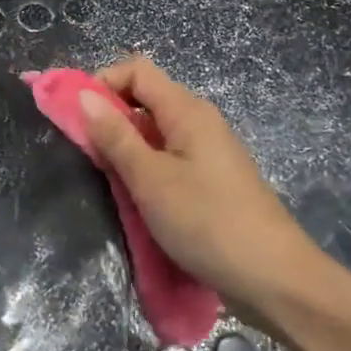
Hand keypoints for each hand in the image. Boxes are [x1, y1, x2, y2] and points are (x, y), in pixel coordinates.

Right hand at [77, 55, 326, 323]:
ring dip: (125, 148)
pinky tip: (135, 198)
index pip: (137, 70)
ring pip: (153, 133)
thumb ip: (115, 136)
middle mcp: (198, 122)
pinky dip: (144, 169)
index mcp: (187, 111)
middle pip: (144, 99)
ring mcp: (207, 153)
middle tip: (87, 154)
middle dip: (109, 119)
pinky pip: (167, 159)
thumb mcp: (150, 179)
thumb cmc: (207, 222)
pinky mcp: (210, 181)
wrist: (274, 280)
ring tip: (108, 180)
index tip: (76, 117)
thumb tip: (84, 97)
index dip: (102, 83)